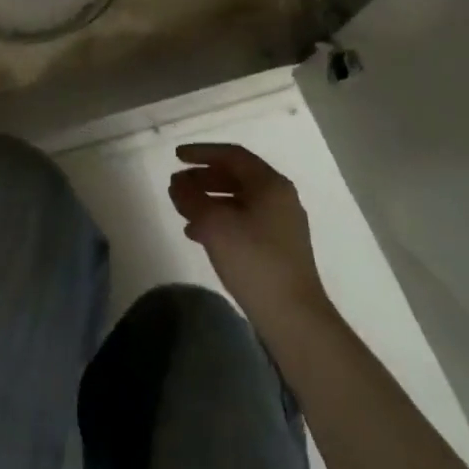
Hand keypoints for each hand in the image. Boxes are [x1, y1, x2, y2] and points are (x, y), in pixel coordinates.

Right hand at [170, 143, 333, 342]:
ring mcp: (280, 223)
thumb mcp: (214, 225)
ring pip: (238, 200)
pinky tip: (197, 234)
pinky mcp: (277, 246)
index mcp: (270, 184)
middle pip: (236, 176)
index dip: (202, 153)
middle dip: (203, 177)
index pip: (232, 155)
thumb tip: (178, 184)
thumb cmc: (253, 260)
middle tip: (176, 184)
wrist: (292, 315)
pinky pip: (243, 220)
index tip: (176, 157)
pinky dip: (219, 220)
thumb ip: (192, 198)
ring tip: (182, 209)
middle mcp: (279, 198)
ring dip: (208, 200)